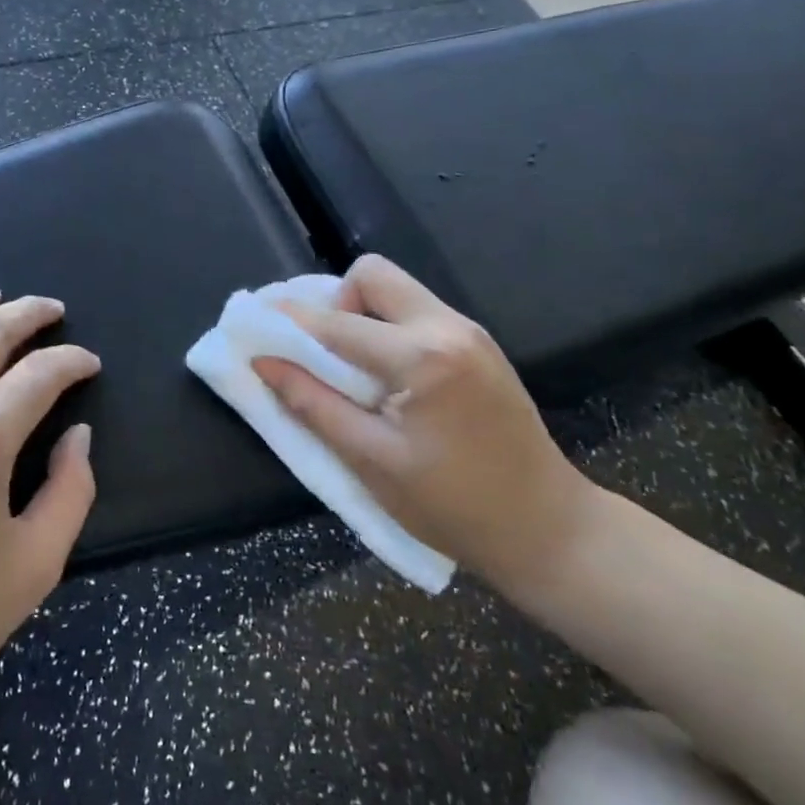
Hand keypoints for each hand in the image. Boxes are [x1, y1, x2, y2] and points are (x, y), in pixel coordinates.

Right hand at [253, 255, 595, 595]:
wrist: (550, 529)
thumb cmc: (454, 507)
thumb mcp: (371, 462)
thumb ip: (312, 404)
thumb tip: (265, 363)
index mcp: (423, 358)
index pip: (337, 322)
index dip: (288, 321)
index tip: (254, 323)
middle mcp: (449, 327)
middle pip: (373, 274)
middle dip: (335, 302)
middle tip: (321, 352)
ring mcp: (470, 332)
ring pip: (397, 289)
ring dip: (361, 314)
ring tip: (349, 368)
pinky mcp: (479, 345)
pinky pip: (417, 312)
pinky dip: (387, 328)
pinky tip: (385, 375)